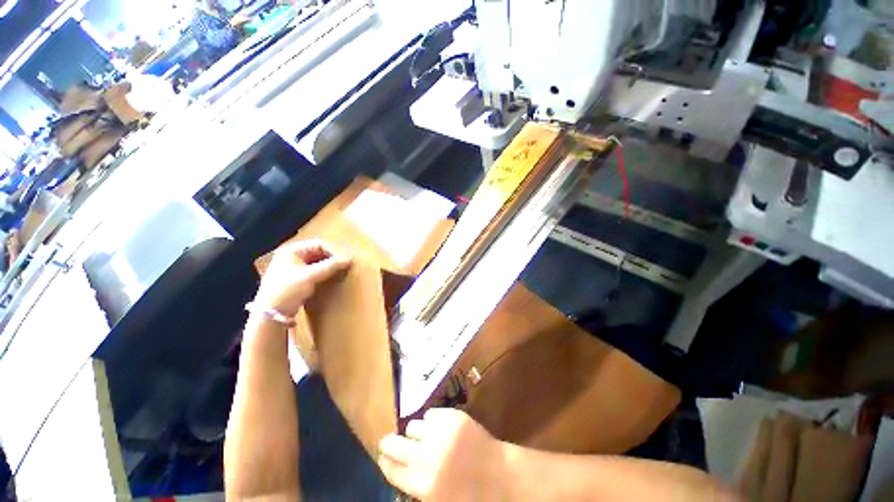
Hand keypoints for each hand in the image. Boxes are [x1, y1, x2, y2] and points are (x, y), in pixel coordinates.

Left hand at [253, 240, 350, 318]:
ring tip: (338, 273)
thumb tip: (349, 259)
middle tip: (343, 268)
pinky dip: (323, 273)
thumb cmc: (288, 290)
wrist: (269, 315)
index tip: (344, 262)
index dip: (333, 252)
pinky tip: (330, 279)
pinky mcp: (296, 278)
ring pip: (317, 262)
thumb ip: (330, 266)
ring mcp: (293, 267)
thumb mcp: (310, 277)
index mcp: (292, 250)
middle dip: (331, 259)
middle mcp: (292, 256)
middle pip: (318, 252)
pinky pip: (314, 271)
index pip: (319, 244)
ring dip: (328, 267)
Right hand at [378, 409, 509, 500]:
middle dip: (389, 443)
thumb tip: (398, 468)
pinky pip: (430, 414)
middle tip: (389, 441)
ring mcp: (441, 434)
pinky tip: (439, 428)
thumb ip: (417, 486)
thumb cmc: (470, 495)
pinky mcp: (453, 417)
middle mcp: (429, 458)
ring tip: (423, 436)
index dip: (384, 462)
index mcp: (424, 487)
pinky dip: (431, 421)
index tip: (382, 456)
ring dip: (415, 432)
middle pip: (395, 445)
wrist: (500, 474)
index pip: (392, 470)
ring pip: (413, 426)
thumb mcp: (439, 500)